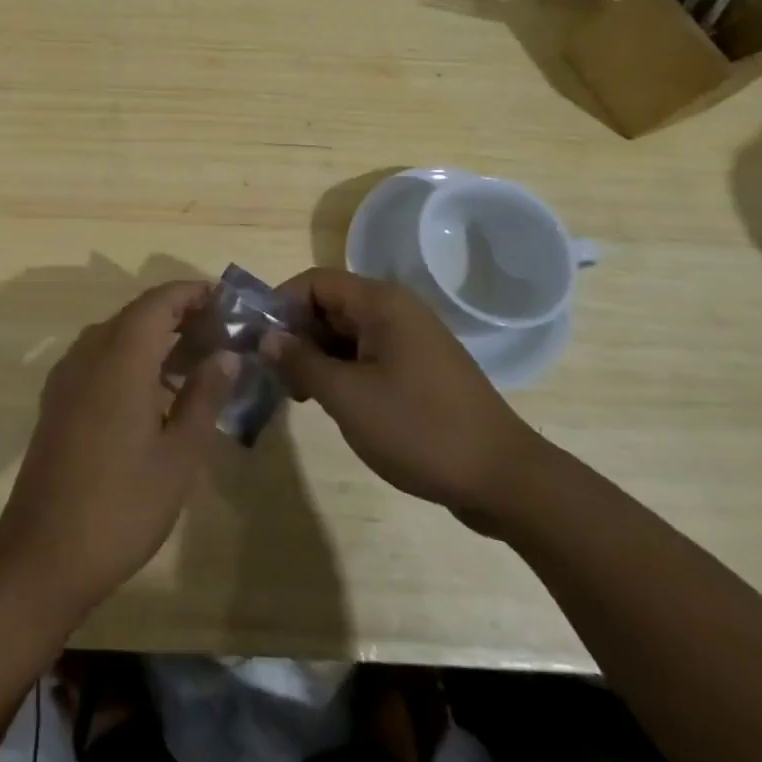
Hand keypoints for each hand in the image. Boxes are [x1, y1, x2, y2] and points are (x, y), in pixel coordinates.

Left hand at [0, 281, 238, 612]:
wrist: (44, 552)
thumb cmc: (122, 504)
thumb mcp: (180, 454)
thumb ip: (204, 396)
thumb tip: (226, 354)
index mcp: (121, 355)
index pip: (160, 301)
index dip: (193, 293)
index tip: (227, 301)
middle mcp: (89, 351)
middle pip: (138, 314)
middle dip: (179, 315)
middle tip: (221, 335)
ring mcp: (68, 374)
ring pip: (117, 335)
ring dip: (155, 337)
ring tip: (197, 361)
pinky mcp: (58, 398)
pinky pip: (100, 358)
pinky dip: (131, 358)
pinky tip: (155, 392)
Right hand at [261, 268, 547, 524]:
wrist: (504, 480)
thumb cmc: (419, 429)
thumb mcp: (347, 397)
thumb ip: (300, 362)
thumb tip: (266, 338)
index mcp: (381, 303)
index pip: (314, 282)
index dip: (280, 306)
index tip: (257, 342)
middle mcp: (396, 310)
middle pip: (329, 305)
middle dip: (296, 334)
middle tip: (271, 373)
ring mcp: (410, 340)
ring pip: (346, 333)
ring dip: (316, 356)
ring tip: (295, 393)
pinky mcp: (419, 369)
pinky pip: (367, 354)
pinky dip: (342, 370)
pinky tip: (330, 402)